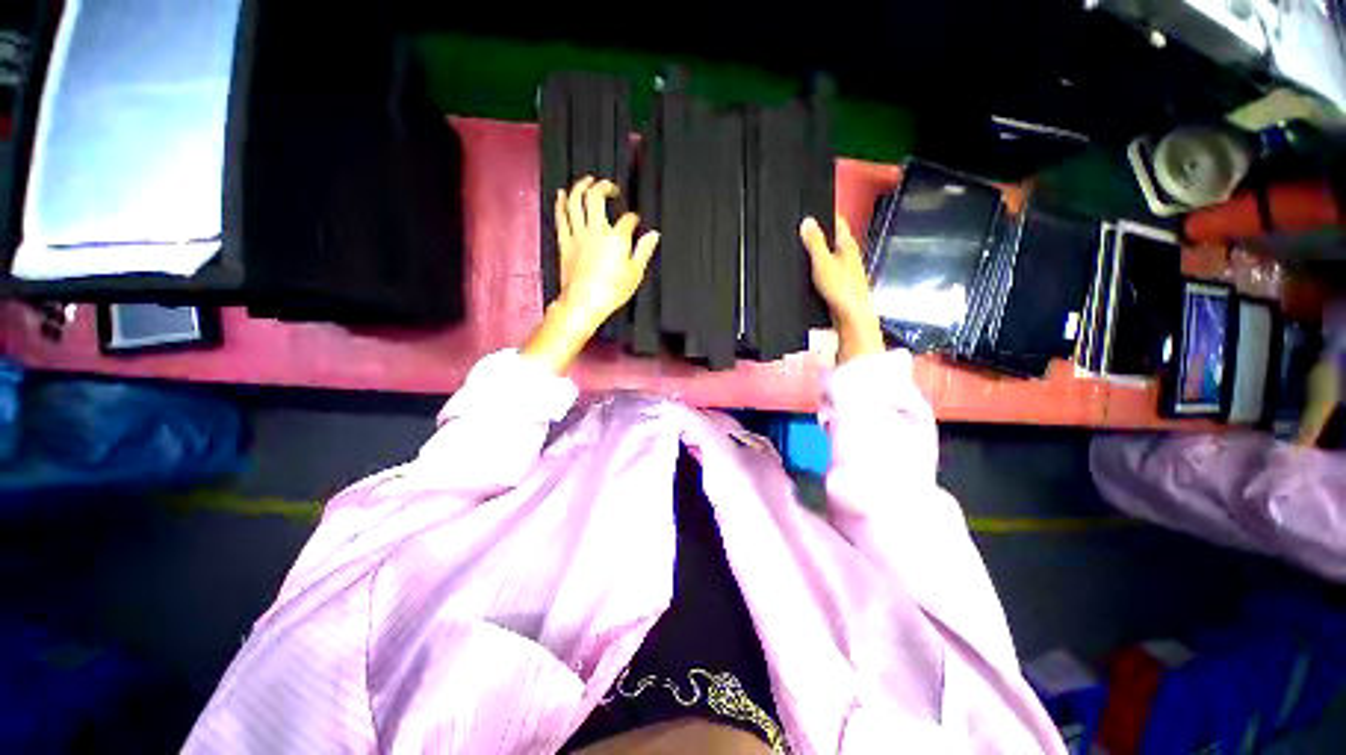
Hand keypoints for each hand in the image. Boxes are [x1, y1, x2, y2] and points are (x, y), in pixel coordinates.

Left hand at [523, 177, 660, 373]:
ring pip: (576, 201)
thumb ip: (644, 251)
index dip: (633, 218)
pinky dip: (561, 203)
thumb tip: (653, 235)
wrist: (583, 303)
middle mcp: (595, 230)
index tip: (635, 222)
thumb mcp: (635, 274)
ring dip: (581, 186)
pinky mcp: (564, 242)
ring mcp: (577, 234)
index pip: (627, 219)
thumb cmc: (612, 291)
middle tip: (610, 187)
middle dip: (604, 186)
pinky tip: (562, 194)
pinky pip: (561, 217)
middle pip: (596, 197)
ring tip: (587, 180)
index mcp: (616, 238)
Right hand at [800, 215, 884, 363]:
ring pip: (832, 254)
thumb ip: (814, 242)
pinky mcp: (842, 284)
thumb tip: (807, 221)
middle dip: (820, 233)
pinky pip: (829, 269)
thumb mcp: (822, 262)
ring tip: (803, 249)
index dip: (826, 213)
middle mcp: (850, 255)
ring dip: (820, 251)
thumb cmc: (841, 289)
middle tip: (802, 229)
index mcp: (847, 245)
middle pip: (834, 238)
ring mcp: (847, 270)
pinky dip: (819, 267)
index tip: (813, 209)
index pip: (838, 221)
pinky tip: (810, 273)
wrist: (852, 316)